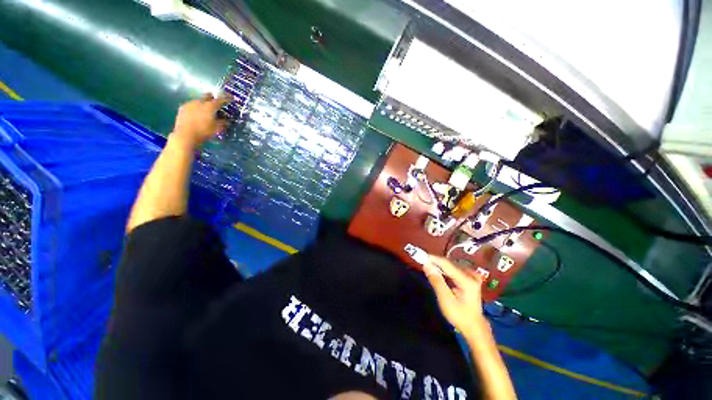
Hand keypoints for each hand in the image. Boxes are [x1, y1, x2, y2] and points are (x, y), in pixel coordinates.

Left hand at [171, 93, 227, 146]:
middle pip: (207, 96)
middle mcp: (200, 102)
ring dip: (203, 104)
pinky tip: (196, 114)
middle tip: (216, 102)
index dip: (226, 98)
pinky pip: (192, 105)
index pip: (220, 100)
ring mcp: (190, 104)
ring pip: (199, 101)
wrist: (185, 135)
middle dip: (212, 98)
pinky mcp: (182, 108)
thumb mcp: (217, 129)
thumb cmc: (204, 132)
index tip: (230, 98)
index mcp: (210, 106)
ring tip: (205, 110)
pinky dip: (196, 108)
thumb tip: (227, 121)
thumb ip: (223, 123)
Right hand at [424, 256, 487, 336]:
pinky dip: (445, 270)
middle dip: (436, 262)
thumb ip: (436, 281)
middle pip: (449, 263)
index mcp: (467, 280)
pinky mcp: (470, 278)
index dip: (433, 259)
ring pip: (451, 265)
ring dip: (439, 266)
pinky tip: (439, 273)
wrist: (474, 326)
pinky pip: (454, 269)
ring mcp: (472, 275)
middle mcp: (471, 274)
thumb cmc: (459, 315)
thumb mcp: (445, 300)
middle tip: (423, 263)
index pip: (447, 264)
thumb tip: (426, 265)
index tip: (421, 256)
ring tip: (429, 268)